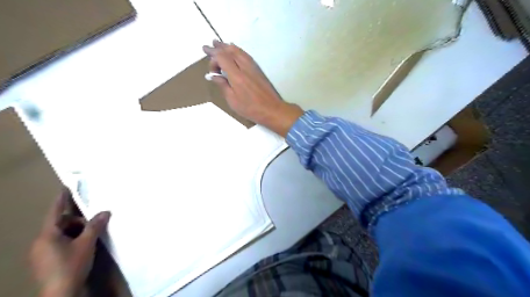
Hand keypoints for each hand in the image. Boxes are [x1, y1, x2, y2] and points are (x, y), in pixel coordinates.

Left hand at [29, 190, 110, 296]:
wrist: (61, 293)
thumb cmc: (71, 265)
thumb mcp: (86, 243)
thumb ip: (95, 226)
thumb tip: (106, 211)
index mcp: (47, 235)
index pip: (55, 212)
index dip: (61, 199)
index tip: (66, 187)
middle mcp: (41, 241)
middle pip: (61, 223)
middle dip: (78, 221)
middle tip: (94, 224)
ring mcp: (43, 252)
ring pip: (62, 233)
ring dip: (77, 231)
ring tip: (91, 236)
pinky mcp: (47, 260)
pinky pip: (61, 242)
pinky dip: (73, 239)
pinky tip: (84, 245)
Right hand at [203, 40, 304, 136]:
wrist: (272, 109)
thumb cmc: (250, 108)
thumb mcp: (233, 101)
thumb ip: (223, 86)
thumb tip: (213, 76)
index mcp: (236, 76)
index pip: (222, 57)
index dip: (213, 57)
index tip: (208, 61)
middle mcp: (245, 67)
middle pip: (230, 51)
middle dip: (219, 47)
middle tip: (209, 45)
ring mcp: (253, 67)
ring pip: (239, 51)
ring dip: (228, 47)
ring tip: (219, 44)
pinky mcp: (258, 69)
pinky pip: (245, 55)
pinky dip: (237, 50)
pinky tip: (235, 51)